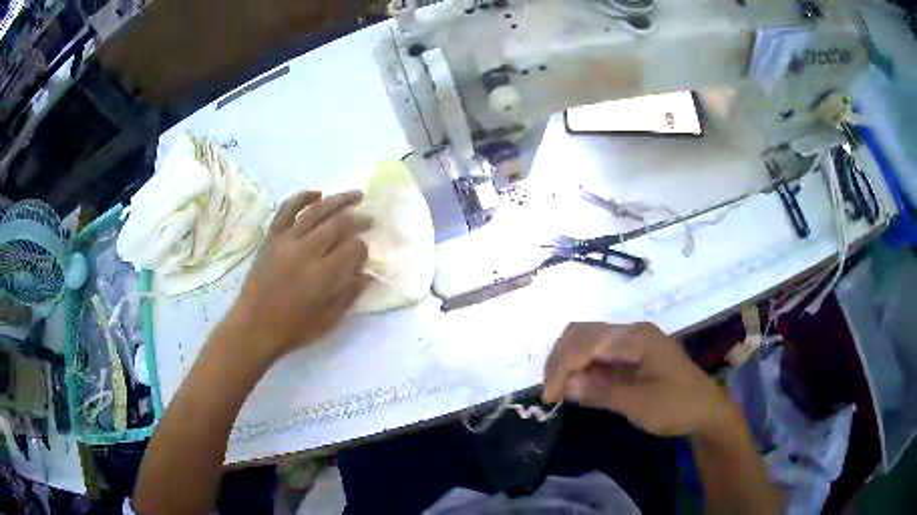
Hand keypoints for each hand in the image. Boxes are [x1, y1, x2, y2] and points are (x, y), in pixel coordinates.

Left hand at [226, 190, 371, 361]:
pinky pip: (287, 210)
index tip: (365, 253)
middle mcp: (306, 251)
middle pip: (338, 224)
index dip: (363, 248)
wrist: (253, 327)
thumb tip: (366, 274)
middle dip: (358, 219)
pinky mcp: (272, 238)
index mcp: (322, 275)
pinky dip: (302, 198)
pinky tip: (316, 193)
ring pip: (316, 211)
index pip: (352, 248)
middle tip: (369, 218)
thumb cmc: (292, 329)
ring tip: (354, 195)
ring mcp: (286, 241)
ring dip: (338, 200)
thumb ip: (348, 295)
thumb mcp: (328, 321)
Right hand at [542, 322, 728, 436]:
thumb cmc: (677, 405)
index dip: (562, 367)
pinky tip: (574, 385)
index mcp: (636, 337)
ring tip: (557, 390)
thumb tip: (566, 386)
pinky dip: (580, 367)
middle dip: (560, 361)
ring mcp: (630, 341)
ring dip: (567, 362)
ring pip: (586, 341)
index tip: (549, 397)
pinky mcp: (630, 354)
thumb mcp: (639, 404)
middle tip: (549, 392)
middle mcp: (631, 331)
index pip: (587, 342)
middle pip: (582, 333)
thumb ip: (601, 392)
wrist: (706, 409)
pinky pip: (597, 354)